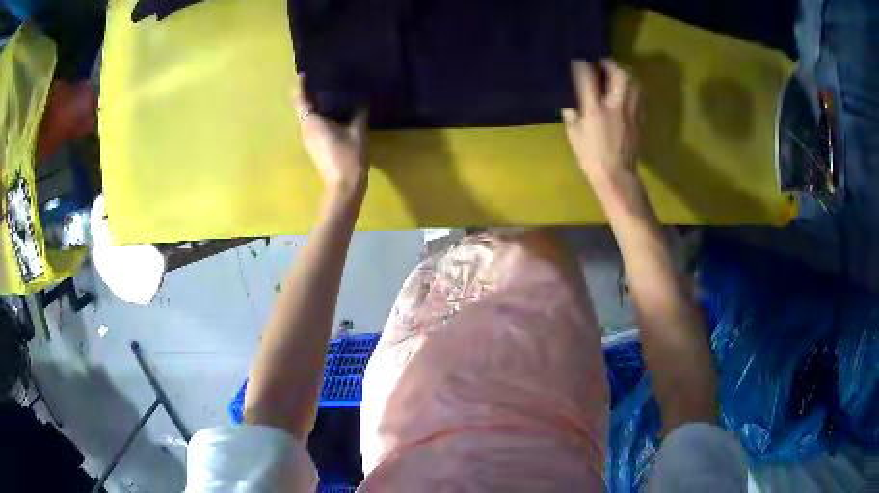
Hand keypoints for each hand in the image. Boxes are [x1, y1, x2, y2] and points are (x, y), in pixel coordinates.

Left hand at [295, 75, 368, 195]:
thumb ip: (358, 115)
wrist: (344, 187)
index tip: (303, 75)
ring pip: (306, 118)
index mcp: (313, 123)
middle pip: (301, 109)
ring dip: (313, 106)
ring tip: (327, 94)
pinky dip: (318, 116)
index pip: (301, 101)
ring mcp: (309, 140)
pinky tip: (332, 113)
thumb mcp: (357, 133)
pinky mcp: (314, 147)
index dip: (300, 87)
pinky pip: (312, 126)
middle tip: (318, 82)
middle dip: (306, 94)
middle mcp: (306, 130)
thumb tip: (361, 102)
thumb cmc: (349, 158)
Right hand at [562, 60, 639, 194]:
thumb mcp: (574, 134)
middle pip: (619, 73)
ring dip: (624, 73)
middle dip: (610, 63)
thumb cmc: (591, 157)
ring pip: (633, 82)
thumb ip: (572, 113)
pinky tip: (624, 91)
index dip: (581, 64)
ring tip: (615, 74)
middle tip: (602, 64)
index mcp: (595, 109)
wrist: (617, 176)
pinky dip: (631, 87)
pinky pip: (638, 95)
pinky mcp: (639, 118)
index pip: (587, 77)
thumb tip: (571, 100)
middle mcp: (615, 105)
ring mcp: (631, 111)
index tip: (577, 60)